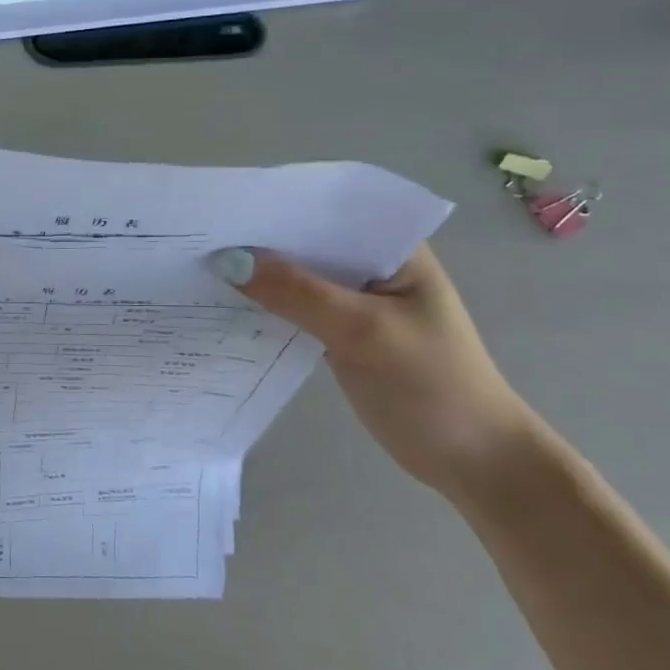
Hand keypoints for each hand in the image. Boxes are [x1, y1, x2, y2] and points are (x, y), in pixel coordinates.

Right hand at [214, 244, 543, 493]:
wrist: (470, 460)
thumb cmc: (433, 386)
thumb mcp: (364, 332)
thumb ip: (299, 294)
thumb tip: (229, 261)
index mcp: (393, 248)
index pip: (328, 212)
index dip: (277, 208)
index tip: (224, 211)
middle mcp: (371, 266)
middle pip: (307, 244)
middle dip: (259, 243)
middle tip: (198, 240)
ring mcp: (355, 302)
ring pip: (297, 278)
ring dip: (259, 277)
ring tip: (200, 267)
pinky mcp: (339, 333)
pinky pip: (295, 309)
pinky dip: (267, 308)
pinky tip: (226, 306)